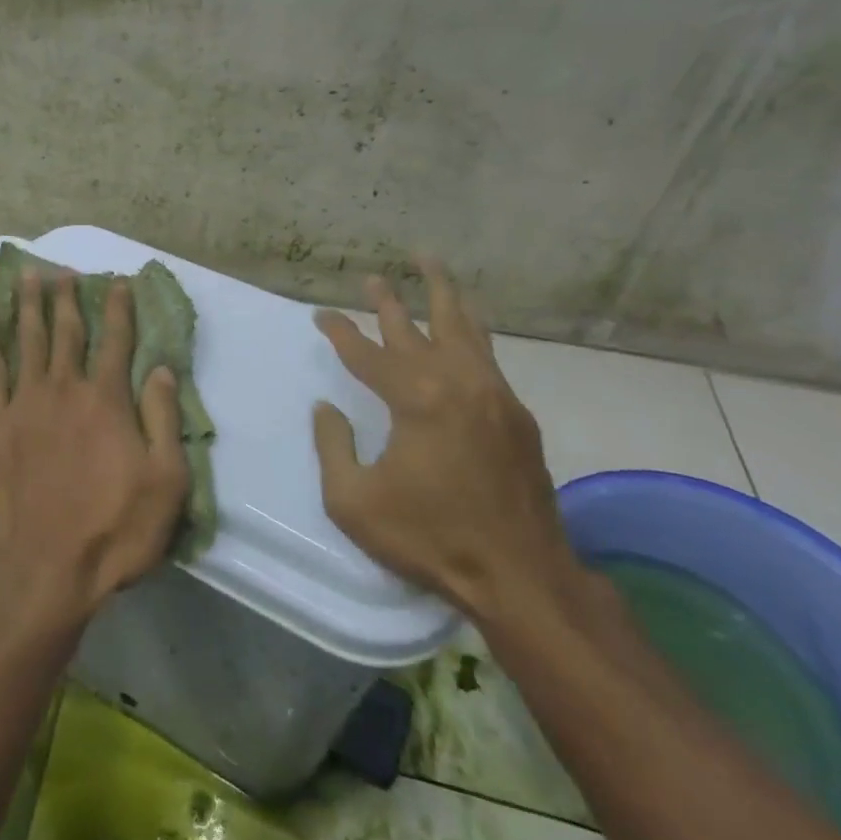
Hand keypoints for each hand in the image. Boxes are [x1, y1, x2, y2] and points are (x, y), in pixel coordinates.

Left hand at [0, 270, 189, 635]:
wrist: (44, 567)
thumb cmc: (114, 530)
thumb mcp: (166, 482)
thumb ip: (164, 419)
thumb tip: (163, 368)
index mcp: (107, 400)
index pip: (117, 340)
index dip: (119, 308)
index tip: (118, 281)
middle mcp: (65, 388)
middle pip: (67, 331)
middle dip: (68, 297)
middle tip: (65, 270)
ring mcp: (25, 403)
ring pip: (27, 339)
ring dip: (28, 304)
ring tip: (28, 275)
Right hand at [311, 261, 574, 620]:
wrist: (520, 576)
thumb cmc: (429, 538)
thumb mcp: (353, 501)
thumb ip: (332, 446)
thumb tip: (327, 409)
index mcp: (415, 399)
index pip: (367, 353)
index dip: (339, 331)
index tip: (320, 314)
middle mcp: (456, 383)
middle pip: (416, 327)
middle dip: (388, 300)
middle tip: (372, 276)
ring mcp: (493, 395)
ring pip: (463, 328)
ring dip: (443, 293)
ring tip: (430, 262)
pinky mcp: (516, 415)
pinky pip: (487, 354)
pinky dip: (470, 328)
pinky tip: (465, 323)